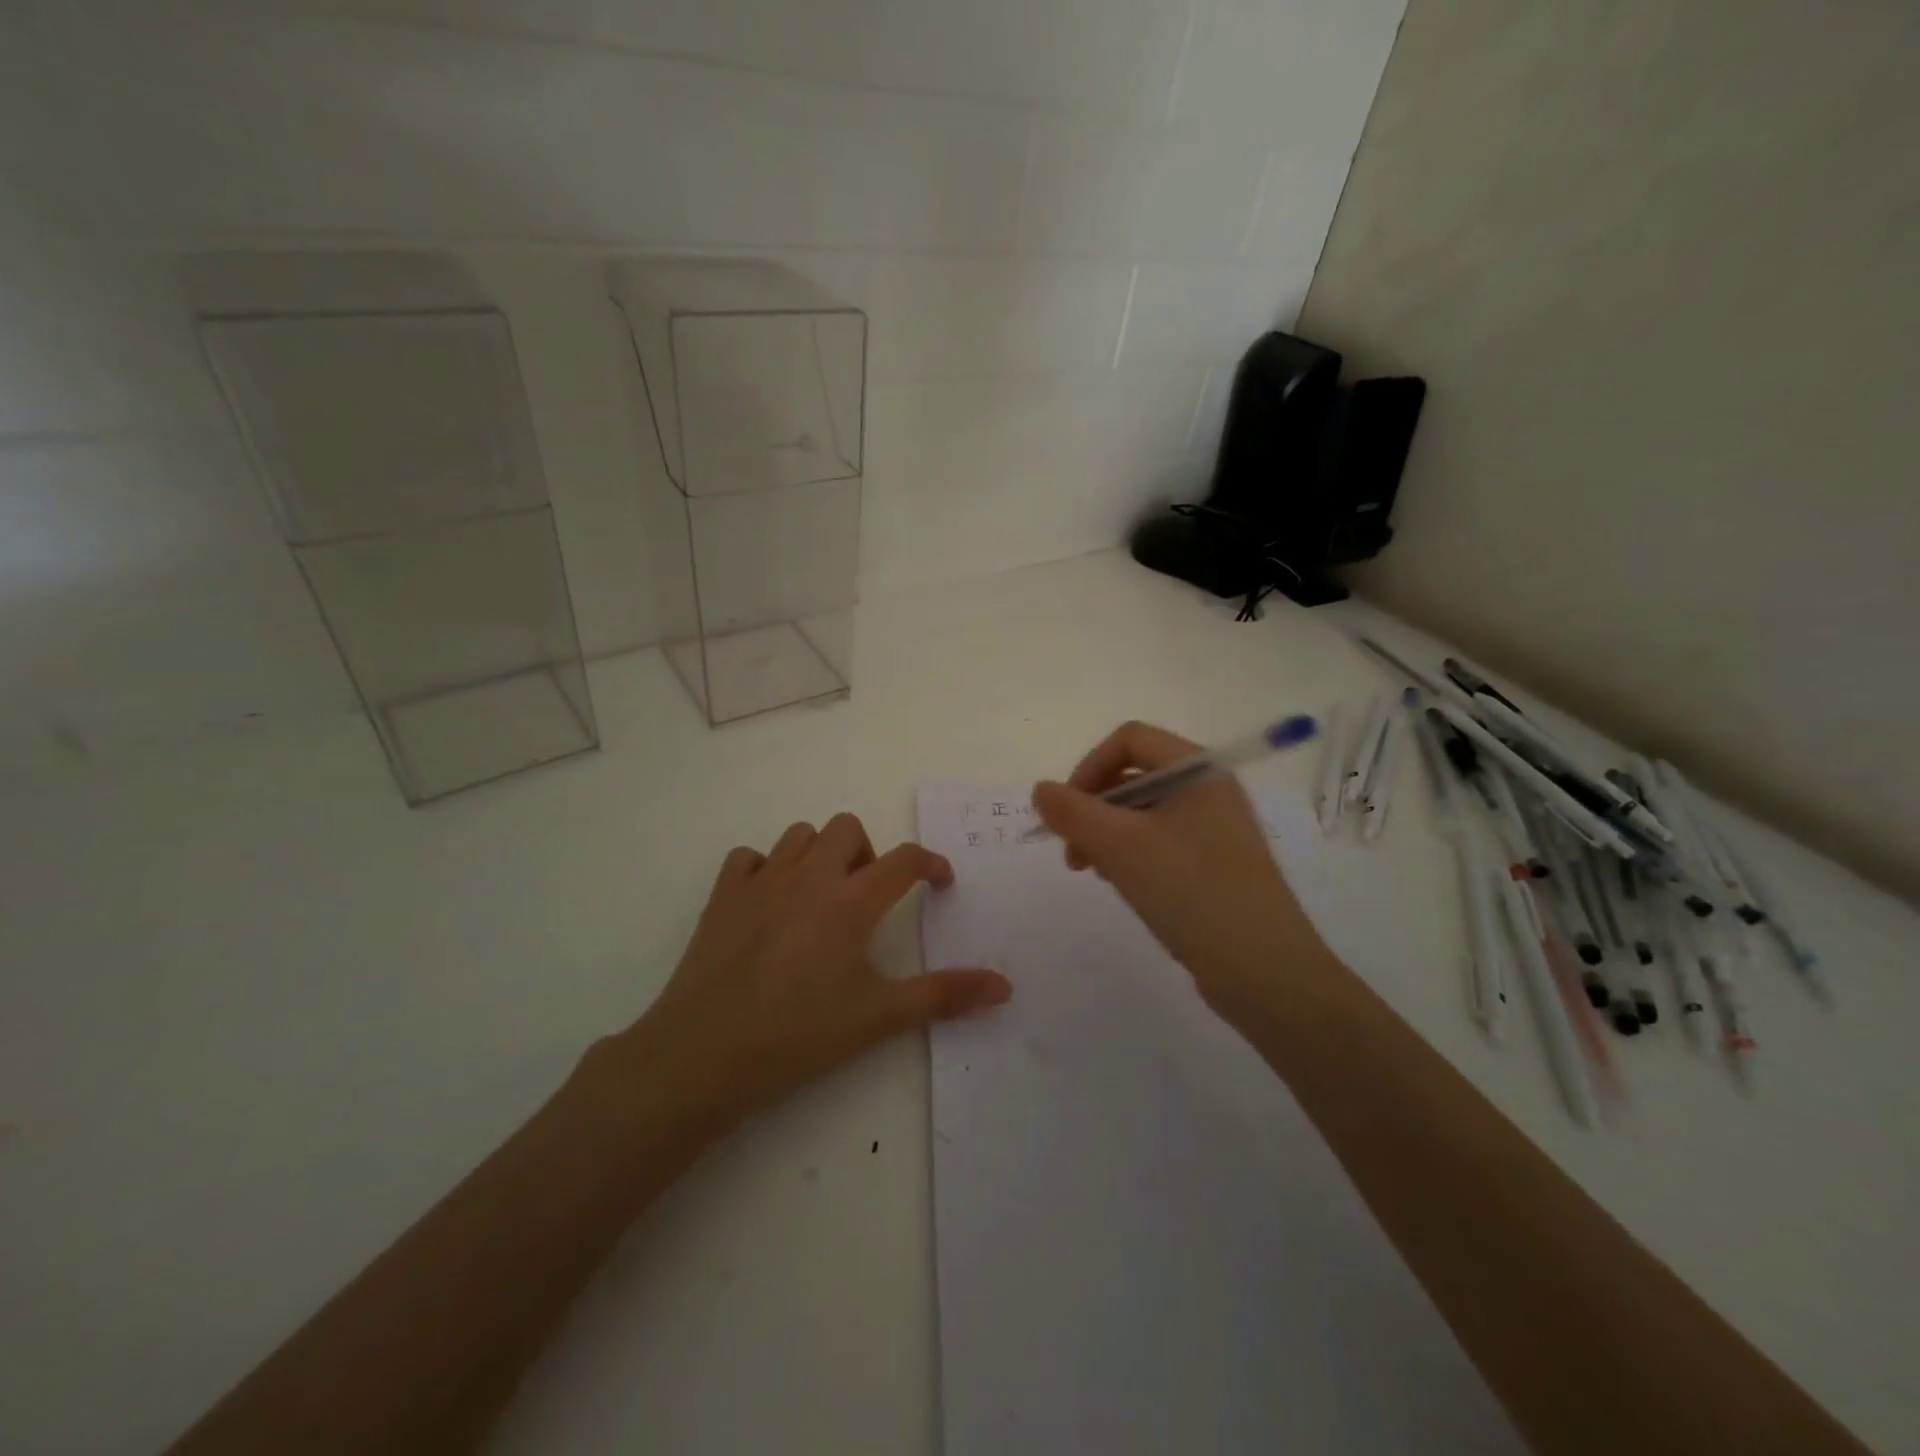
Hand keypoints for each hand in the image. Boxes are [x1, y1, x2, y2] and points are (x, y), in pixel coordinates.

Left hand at [609, 813, 1010, 1133]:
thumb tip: (1004, 986)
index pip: (904, 860)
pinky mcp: (723, 895)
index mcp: (850, 902)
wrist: (704, 1054)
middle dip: (867, 853)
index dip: (930, 864)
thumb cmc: (799, 1035)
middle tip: (867, 898)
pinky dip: (766, 869)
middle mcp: (809, 877)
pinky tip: (769, 904)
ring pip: (799, 835)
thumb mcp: (879, 1018)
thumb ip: (944, 996)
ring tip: (821, 898)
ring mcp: (761, 881)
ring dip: (819, 855)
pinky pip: (749, 858)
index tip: (939, 882)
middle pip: (848, 828)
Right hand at [1031, 721, 1334, 1017]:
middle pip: (1134, 776)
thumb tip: (1040, 790)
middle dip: (1093, 808)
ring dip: (1106, 834)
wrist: (1263, 970)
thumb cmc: (1190, 891)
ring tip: (1092, 872)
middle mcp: (1210, 789)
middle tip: (1071, 852)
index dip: (1089, 767)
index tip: (1066, 812)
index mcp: (1198, 769)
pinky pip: (1160, 842)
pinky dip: (1131, 854)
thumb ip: (1073, 812)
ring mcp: (1215, 828)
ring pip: (1143, 813)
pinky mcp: (1215, 864)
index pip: (1130, 740)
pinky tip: (1120, 884)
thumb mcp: (1120, 846)